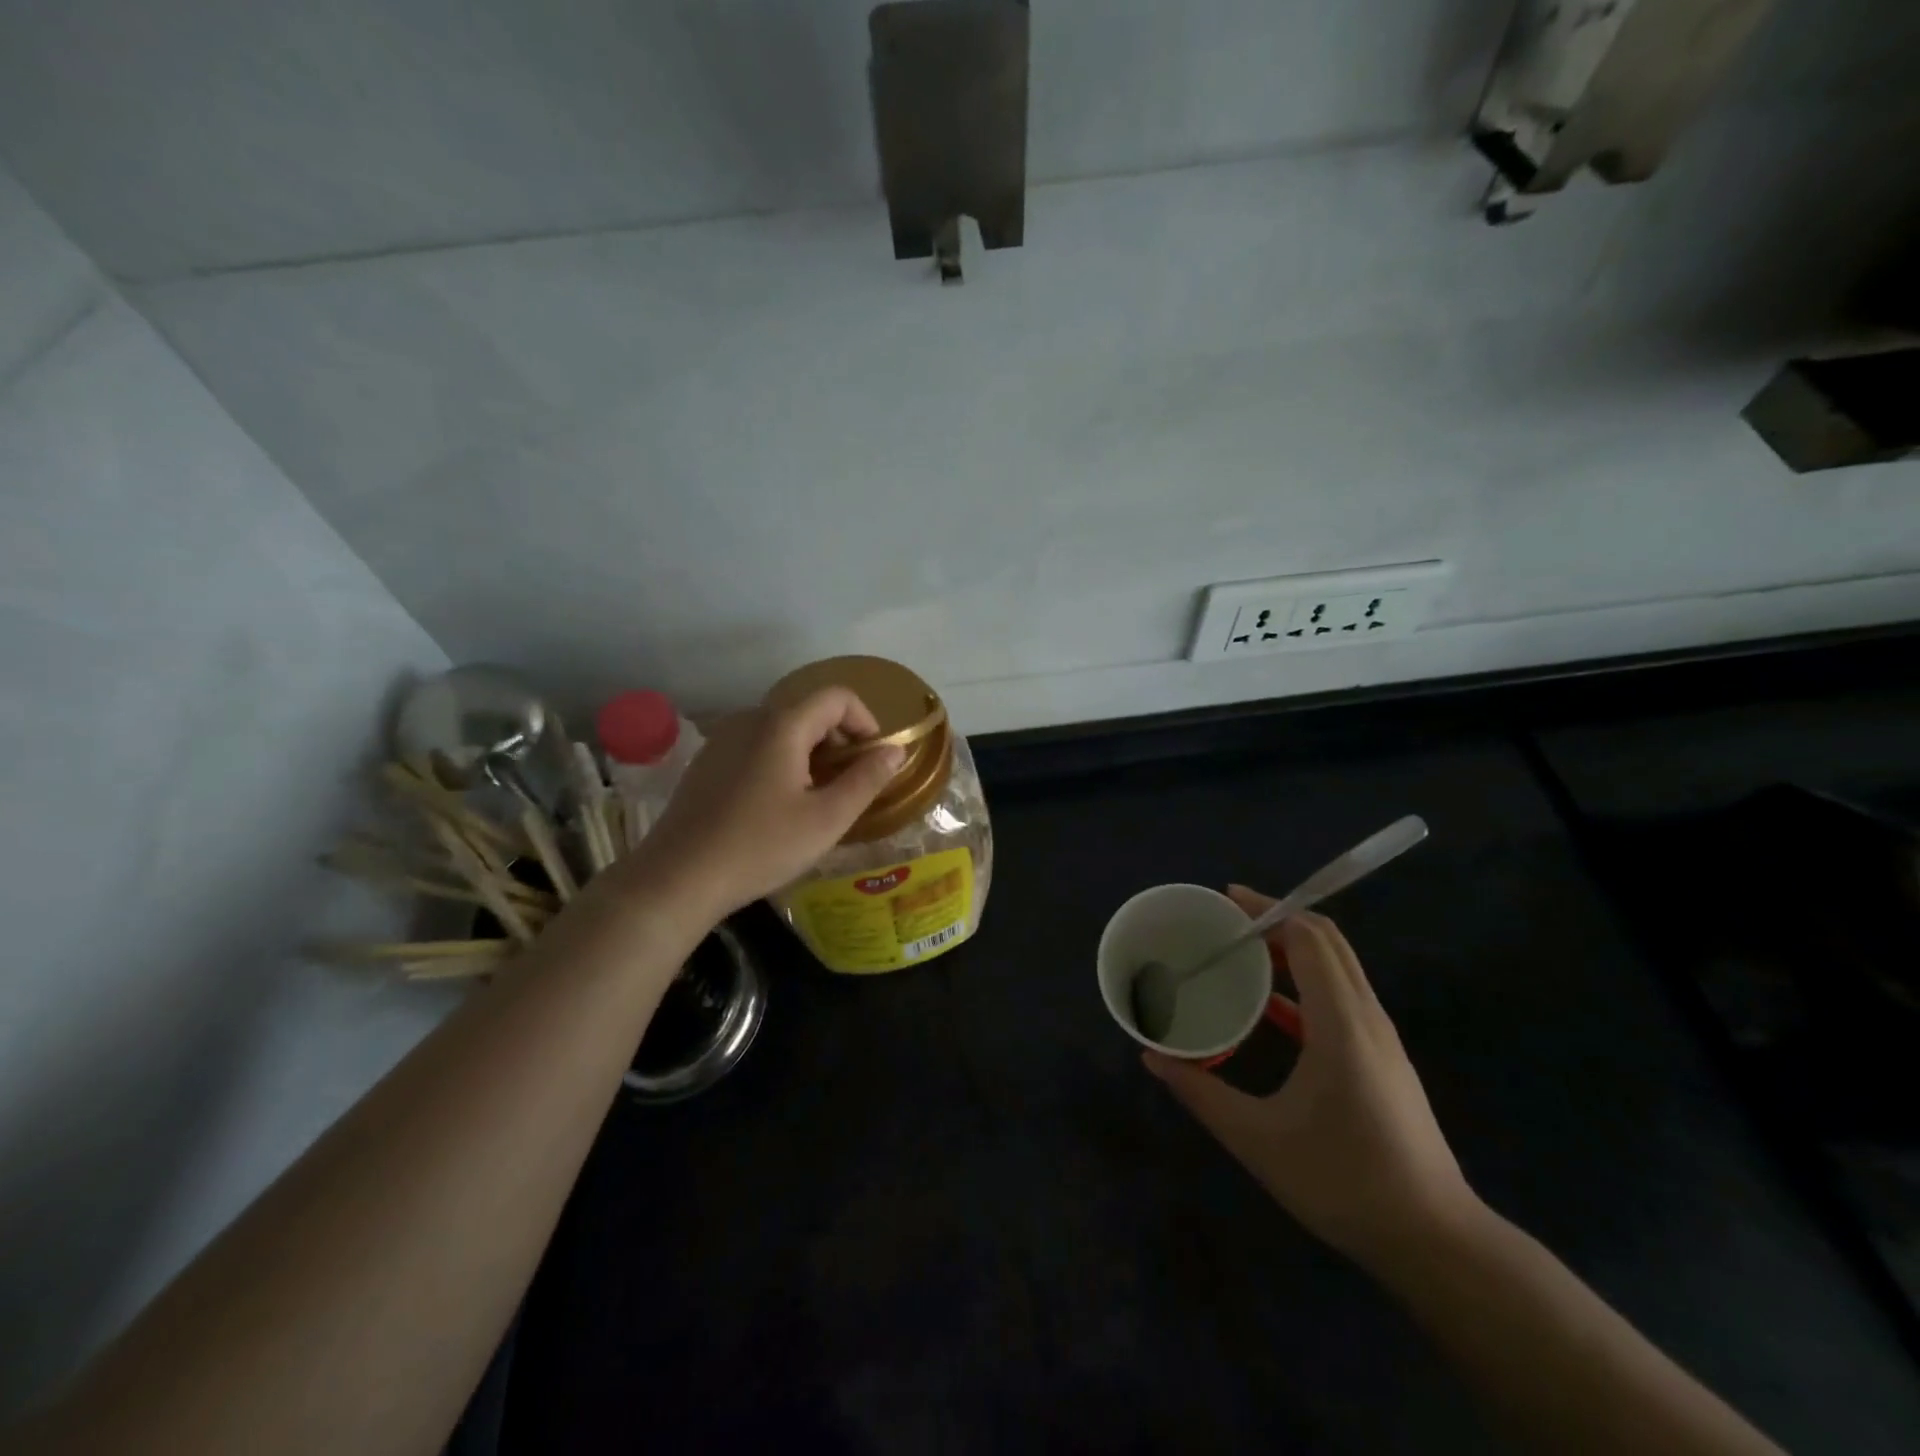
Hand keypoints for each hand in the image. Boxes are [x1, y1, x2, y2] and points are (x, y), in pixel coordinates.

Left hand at [627, 687, 903, 922]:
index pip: (837, 696)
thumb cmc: (761, 847)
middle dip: (839, 741)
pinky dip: (781, 761)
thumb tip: (895, 751)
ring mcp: (722, 739)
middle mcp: (750, 720)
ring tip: (815, 798)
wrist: (678, 878)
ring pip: (782, 730)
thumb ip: (866, 779)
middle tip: (848, 785)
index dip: (866, 721)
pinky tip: (776, 806)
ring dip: (810, 752)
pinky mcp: (706, 762)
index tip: (874, 760)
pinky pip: (756, 746)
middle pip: (809, 711)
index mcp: (782, 725)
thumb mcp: (827, 819)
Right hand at [1144, 891, 1481, 1273]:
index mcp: (1341, 1024)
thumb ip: (1201, 1093)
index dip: (1268, 910)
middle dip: (1277, 919)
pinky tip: (1269, 1007)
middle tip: (1226, 922)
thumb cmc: (1344, 1181)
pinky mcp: (1383, 1058)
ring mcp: (1380, 1038)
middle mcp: (1366, 1018)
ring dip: (1293, 946)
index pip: (1309, 939)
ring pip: (1339, 966)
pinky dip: (1305, 982)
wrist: (1436, 1241)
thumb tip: (1152, 1057)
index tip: (1225, 902)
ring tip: (1241, 952)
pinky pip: (1342, 996)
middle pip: (1327, 941)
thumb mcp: (1258, 1140)